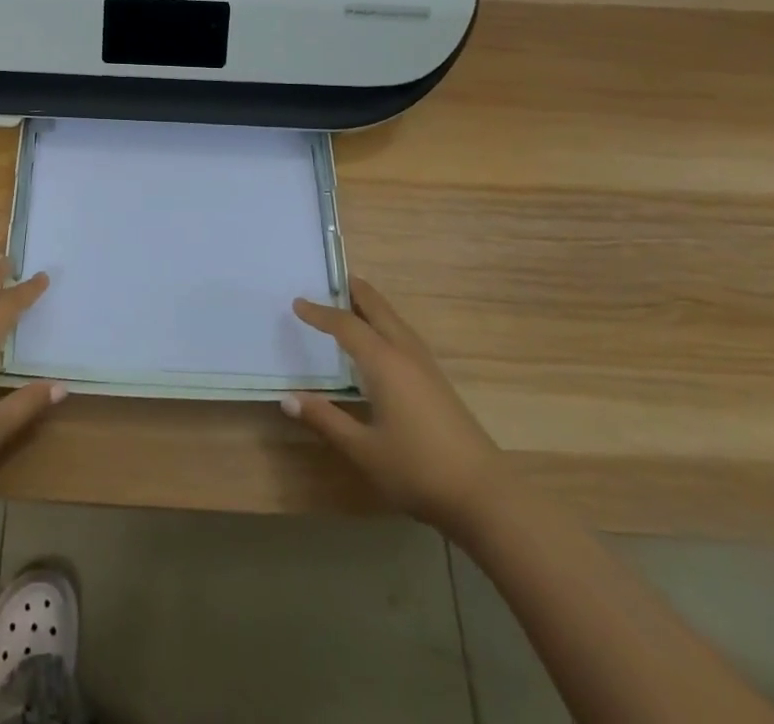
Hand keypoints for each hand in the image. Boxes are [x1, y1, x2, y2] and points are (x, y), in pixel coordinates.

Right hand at [283, 276, 505, 534]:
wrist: (485, 496)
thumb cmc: (418, 470)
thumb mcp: (363, 450)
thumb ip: (326, 419)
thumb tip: (288, 398)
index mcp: (384, 363)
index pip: (346, 325)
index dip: (319, 313)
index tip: (297, 303)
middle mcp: (405, 354)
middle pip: (378, 309)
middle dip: (355, 291)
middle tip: (332, 278)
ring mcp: (426, 367)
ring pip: (395, 320)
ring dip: (373, 306)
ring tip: (353, 302)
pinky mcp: (438, 382)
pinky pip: (405, 336)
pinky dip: (386, 324)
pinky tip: (382, 343)